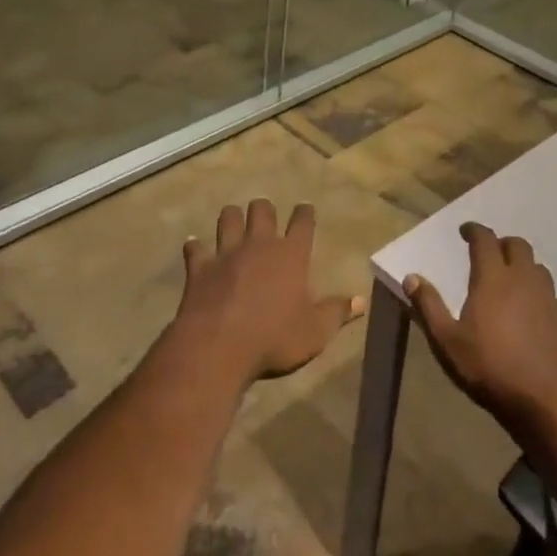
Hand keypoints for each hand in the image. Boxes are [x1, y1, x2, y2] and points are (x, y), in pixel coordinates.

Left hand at [176, 200, 364, 382]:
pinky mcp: (200, 268)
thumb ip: (337, 313)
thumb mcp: (315, 332)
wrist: (219, 347)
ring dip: (232, 218)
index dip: (305, 213)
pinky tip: (194, 247)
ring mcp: (227, 253)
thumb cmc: (274, 338)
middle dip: (265, 209)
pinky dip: (195, 247)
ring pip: (229, 218)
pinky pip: (196, 249)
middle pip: (262, 210)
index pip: (302, 223)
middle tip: (266, 215)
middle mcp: (260, 244)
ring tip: (234, 221)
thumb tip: (362, 301)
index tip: (305, 209)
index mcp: (291, 254)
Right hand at [406, 223, 556, 443]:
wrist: (544, 400)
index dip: (474, 230)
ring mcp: (547, 297)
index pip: (485, 239)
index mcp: (493, 278)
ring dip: (522, 265)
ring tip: (509, 279)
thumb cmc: (489, 367)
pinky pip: (550, 293)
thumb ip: (428, 306)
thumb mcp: (447, 341)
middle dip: (501, 243)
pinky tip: (531, 309)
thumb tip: (411, 277)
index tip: (465, 231)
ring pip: (537, 266)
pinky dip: (538, 291)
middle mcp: (522, 278)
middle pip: (517, 245)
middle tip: (488, 254)